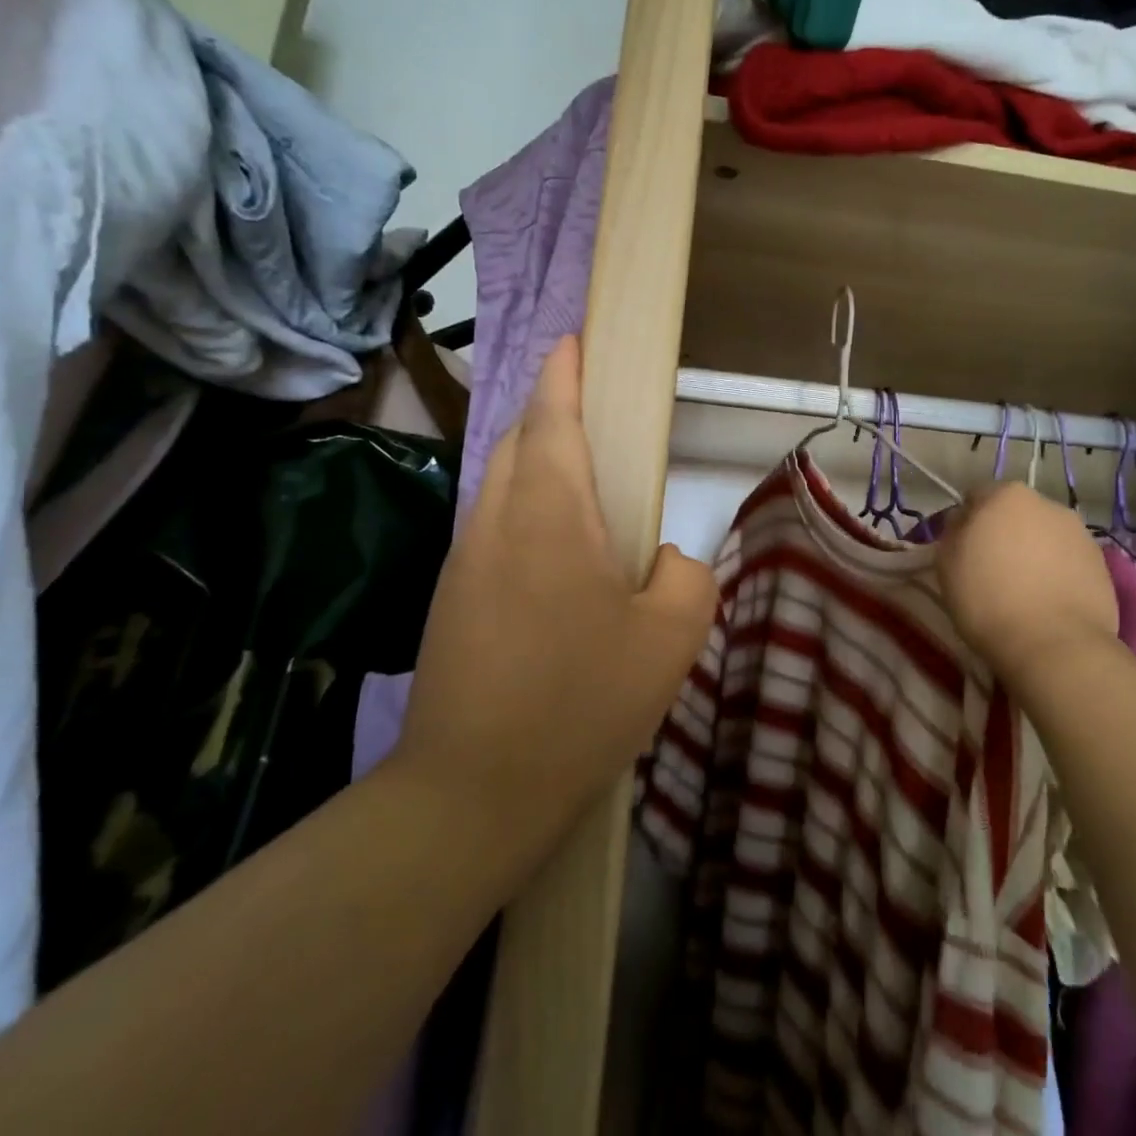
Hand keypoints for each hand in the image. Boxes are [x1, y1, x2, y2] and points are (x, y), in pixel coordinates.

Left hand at [390, 336, 716, 871]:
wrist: (469, 794)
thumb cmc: (578, 704)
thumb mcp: (669, 640)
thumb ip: (685, 577)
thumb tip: (663, 559)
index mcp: (548, 514)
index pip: (551, 417)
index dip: (564, 372)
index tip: (574, 341)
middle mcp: (496, 522)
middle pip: (517, 440)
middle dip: (550, 412)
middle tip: (595, 417)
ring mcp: (463, 560)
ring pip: (500, 483)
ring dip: (536, 463)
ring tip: (584, 489)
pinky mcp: (449, 599)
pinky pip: (492, 526)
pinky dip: (523, 510)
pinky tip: (556, 557)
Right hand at [936, 483, 1122, 692]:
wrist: (1055, 645)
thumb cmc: (989, 599)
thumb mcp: (947, 563)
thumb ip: (953, 531)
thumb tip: (964, 522)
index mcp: (1006, 495)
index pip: (977, 497)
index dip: (967, 523)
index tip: (963, 551)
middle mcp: (1047, 503)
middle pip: (1015, 513)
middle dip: (1004, 533)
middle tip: (992, 570)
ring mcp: (1079, 532)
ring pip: (1045, 536)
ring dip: (1034, 552)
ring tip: (1025, 590)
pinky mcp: (1102, 563)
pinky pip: (1068, 560)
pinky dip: (1058, 573)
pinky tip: (1049, 601)